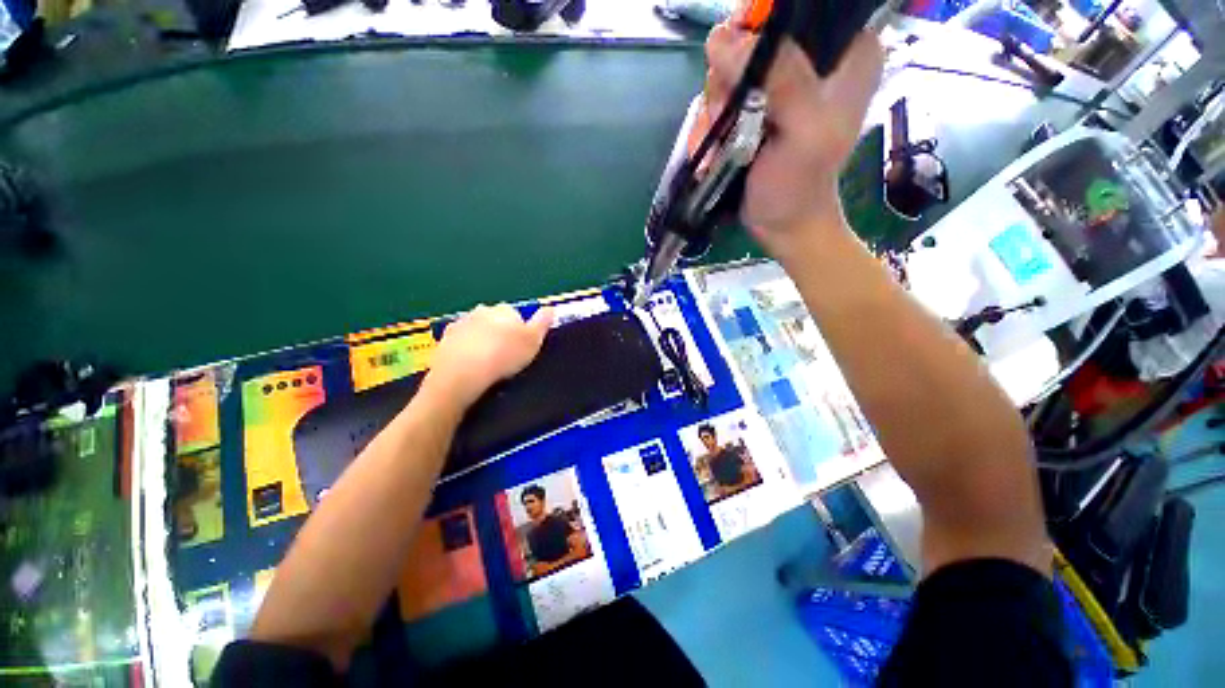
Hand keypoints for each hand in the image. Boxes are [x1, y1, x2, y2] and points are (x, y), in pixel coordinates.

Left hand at [426, 304, 553, 407]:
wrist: (463, 373)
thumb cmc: (504, 356)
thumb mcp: (534, 340)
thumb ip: (543, 322)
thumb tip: (551, 307)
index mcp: (505, 310)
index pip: (516, 315)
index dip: (520, 331)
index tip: (521, 347)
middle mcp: (482, 310)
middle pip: (494, 320)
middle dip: (499, 332)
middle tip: (505, 355)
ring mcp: (461, 323)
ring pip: (476, 329)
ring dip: (481, 340)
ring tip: (487, 362)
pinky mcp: (445, 339)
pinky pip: (460, 342)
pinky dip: (465, 350)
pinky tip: (470, 365)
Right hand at [703, 23, 882, 255]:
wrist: (783, 224)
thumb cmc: (800, 185)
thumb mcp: (804, 132)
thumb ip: (780, 79)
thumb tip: (723, 39)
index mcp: (846, 51)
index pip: (797, 10)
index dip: (760, 23)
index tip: (739, 62)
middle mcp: (811, 60)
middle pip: (752, 39)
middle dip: (729, 81)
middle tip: (729, 118)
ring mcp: (777, 86)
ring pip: (727, 72)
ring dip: (714, 112)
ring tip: (720, 149)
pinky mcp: (752, 110)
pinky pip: (718, 101)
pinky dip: (708, 128)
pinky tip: (713, 154)